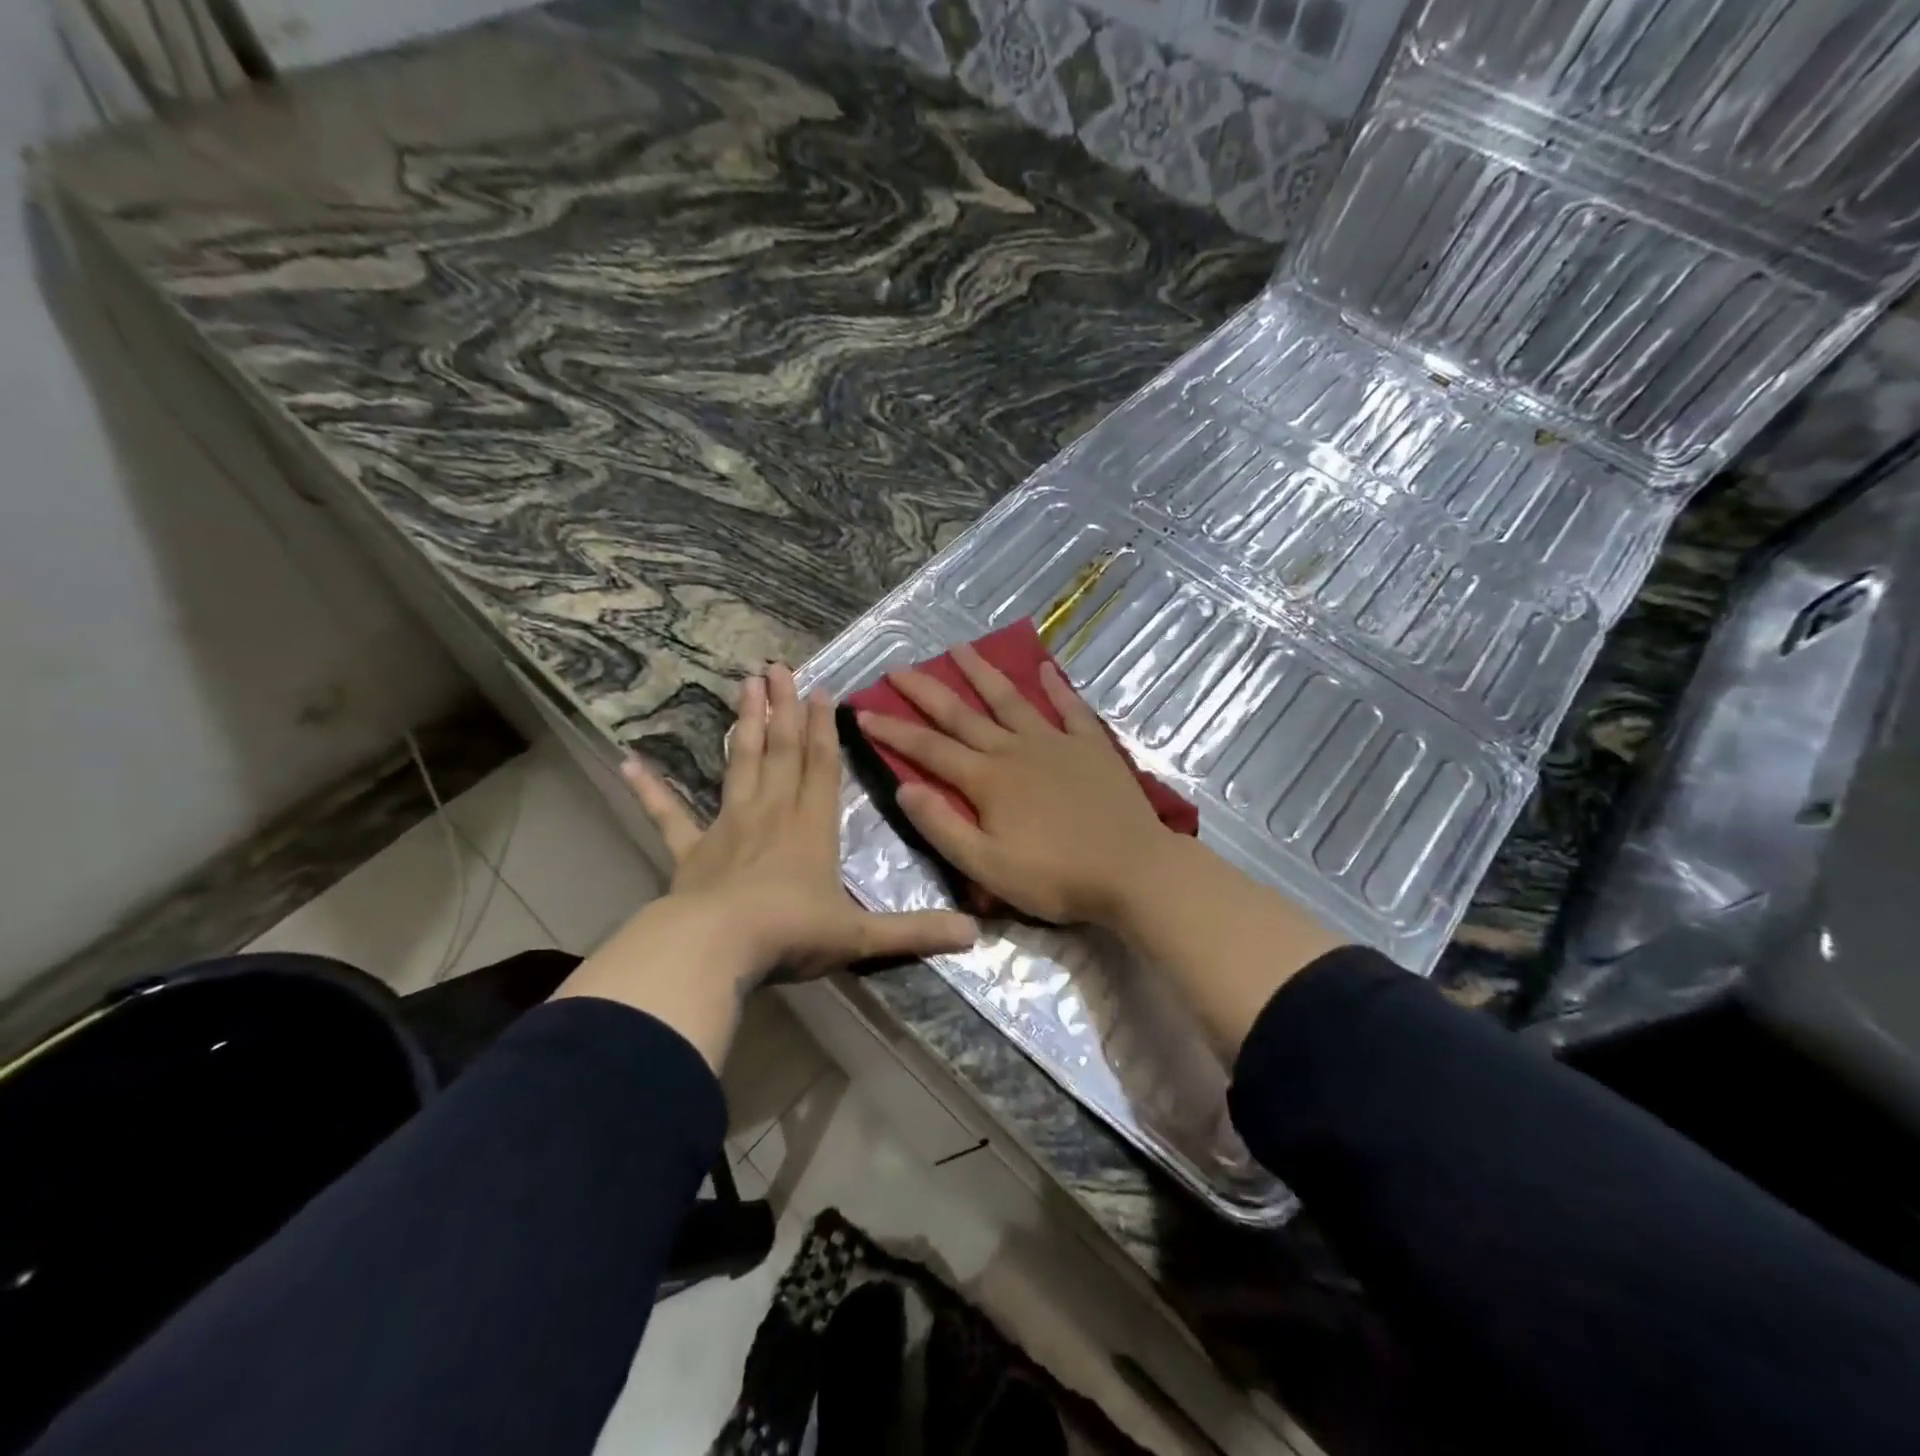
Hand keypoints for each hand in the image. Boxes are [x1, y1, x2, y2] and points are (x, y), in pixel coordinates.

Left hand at [553, 665, 976, 1068]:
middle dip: (783, 707)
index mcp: (812, 827)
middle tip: (777, 665)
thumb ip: (916, 932)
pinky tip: (630, 762)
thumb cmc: (791, 934)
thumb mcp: (862, 936)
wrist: (717, 949)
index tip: (822, 690)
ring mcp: (728, 828)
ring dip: (743, 725)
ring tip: (742, 685)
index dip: (824, 727)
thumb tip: (976, 935)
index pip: (822, 766)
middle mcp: (772, 814)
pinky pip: (669, 815)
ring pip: (739, 765)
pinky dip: (651, 790)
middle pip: (780, 750)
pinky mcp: (691, 852)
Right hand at [855, 644, 1177, 925]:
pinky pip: (1070, 708)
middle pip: (962, 714)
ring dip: (982, 673)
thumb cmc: (1056, 877)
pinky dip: (1056, 686)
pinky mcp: (1091, 746)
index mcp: (987, 780)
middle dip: (926, 691)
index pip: (928, 749)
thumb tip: (904, 788)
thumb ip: (943, 827)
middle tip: (899, 668)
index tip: (862, 712)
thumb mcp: (988, 866)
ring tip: (959, 648)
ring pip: (1010, 699)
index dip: (893, 731)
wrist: (1133, 871)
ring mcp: (1056, 743)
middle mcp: (1015, 750)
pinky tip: (1044, 667)